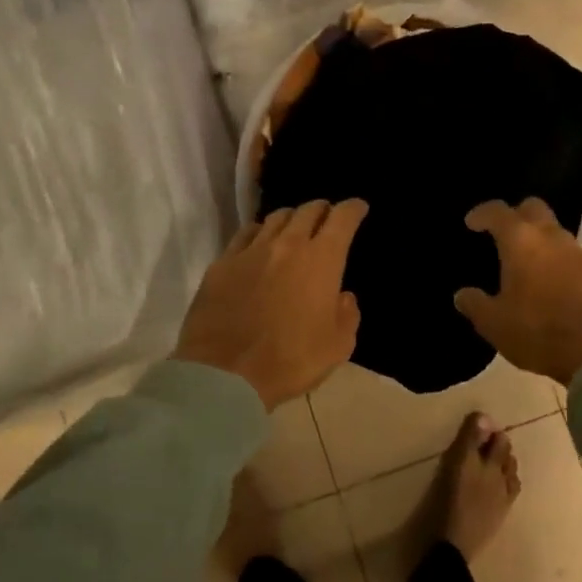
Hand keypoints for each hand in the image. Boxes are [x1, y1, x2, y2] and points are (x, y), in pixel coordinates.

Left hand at [175, 200, 367, 409]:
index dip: (353, 208)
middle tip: (327, 218)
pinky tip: (259, 241)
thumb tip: (343, 297)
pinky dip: (259, 232)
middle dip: (323, 209)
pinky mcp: (223, 262)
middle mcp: (288, 244)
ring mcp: (252, 250)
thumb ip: (348, 315)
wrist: (225, 373)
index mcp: (322, 260)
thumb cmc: (290, 360)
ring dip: (292, 218)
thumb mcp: (337, 346)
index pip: (342, 218)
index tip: (358, 208)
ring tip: (295, 228)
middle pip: (308, 210)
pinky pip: (246, 234)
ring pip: (276, 217)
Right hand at [453, 198, 581, 385]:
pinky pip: (578, 262)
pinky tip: (558, 293)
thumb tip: (463, 295)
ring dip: (543, 245)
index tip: (472, 223)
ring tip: (530, 270)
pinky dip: (564, 268)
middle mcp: (554, 238)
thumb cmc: (540, 332)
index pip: (498, 211)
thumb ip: (475, 305)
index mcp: (522, 242)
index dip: (482, 213)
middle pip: (535, 208)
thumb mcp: (495, 324)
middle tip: (504, 236)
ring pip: (558, 235)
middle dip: (517, 215)